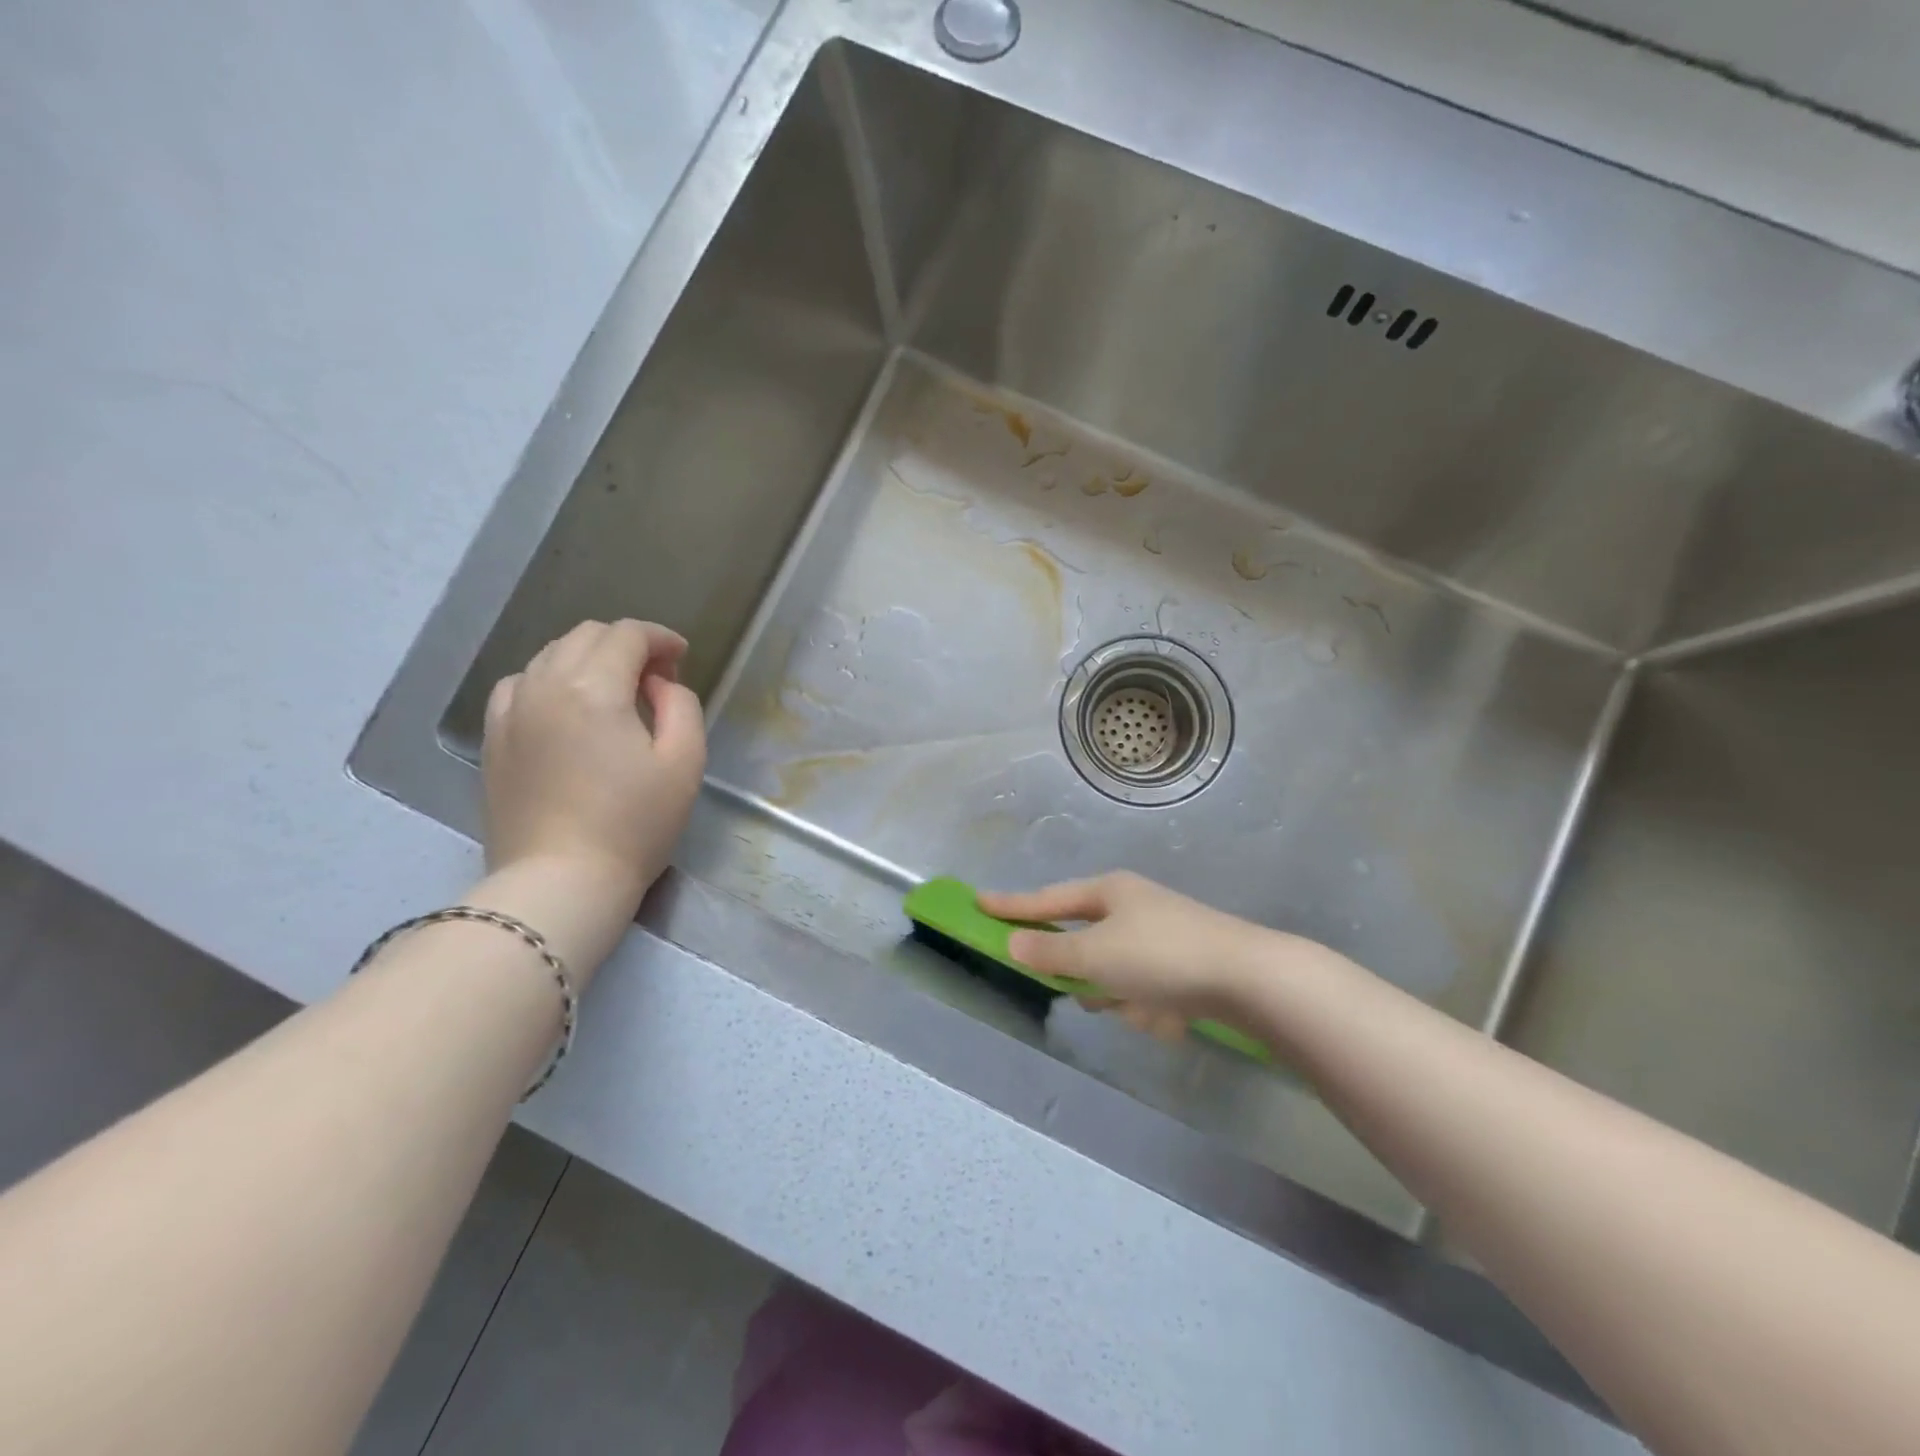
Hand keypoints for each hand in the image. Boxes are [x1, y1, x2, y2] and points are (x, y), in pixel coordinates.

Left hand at [481, 620, 705, 910]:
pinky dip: (550, 679)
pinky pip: (520, 684)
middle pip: (586, 636)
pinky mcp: (493, 737)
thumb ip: (681, 706)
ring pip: (550, 655)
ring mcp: (511, 710)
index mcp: (594, 688)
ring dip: (589, 659)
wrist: (561, 881)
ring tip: (615, 691)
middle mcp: (545, 685)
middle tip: (656, 678)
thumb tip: (658, 684)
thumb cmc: (634, 825)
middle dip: (627, 645)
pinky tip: (567, 707)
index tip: (681, 658)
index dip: (660, 638)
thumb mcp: (685, 762)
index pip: (627, 635)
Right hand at [979, 873, 1313, 1033]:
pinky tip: (1172, 1016)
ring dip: (1123, 998)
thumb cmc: (1161, 957)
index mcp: (1109, 892)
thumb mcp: (1097, 955)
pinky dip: (1151, 1008)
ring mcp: (1160, 936)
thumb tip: (1014, 944)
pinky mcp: (1183, 967)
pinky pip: (1145, 992)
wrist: (1249, 978)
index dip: (1011, 906)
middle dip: (1088, 976)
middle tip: (1093, 990)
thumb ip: (1050, 953)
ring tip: (1147, 1007)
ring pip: (1114, 976)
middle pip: (1084, 945)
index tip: (978, 902)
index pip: (1046, 899)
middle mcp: (1133, 907)